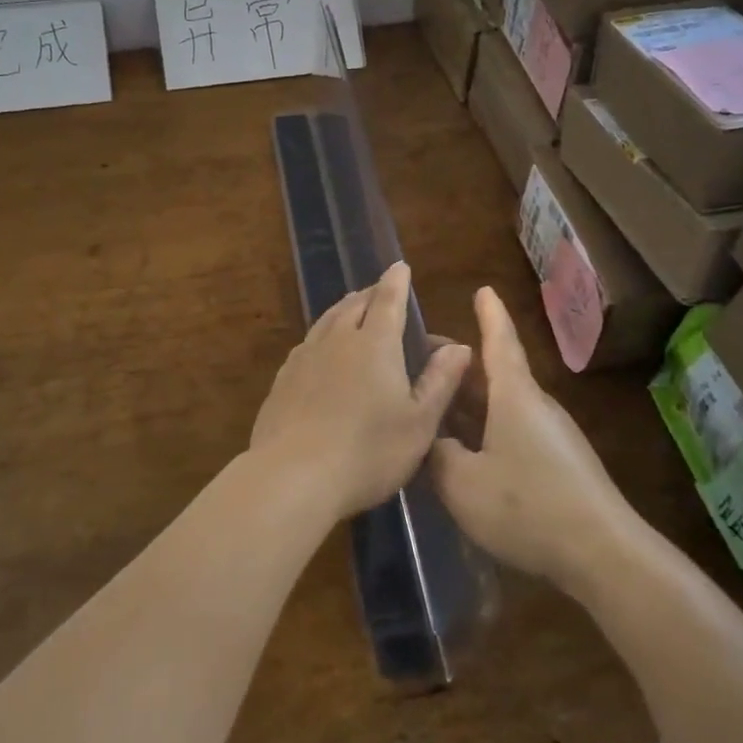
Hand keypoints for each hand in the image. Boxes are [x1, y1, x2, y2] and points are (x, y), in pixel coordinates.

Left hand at [250, 262, 471, 521]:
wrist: (293, 476)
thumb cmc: (368, 452)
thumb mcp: (418, 423)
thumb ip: (440, 382)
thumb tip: (459, 347)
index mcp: (375, 344)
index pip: (388, 301)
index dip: (396, 282)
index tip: (400, 266)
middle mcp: (338, 340)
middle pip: (354, 305)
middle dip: (371, 293)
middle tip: (380, 290)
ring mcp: (305, 358)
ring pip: (327, 320)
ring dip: (344, 308)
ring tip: (352, 307)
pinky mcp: (283, 379)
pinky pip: (307, 343)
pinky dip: (321, 334)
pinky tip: (320, 347)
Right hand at [429, 287, 638, 588]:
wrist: (603, 554)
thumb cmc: (528, 505)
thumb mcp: (463, 483)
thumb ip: (438, 455)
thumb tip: (434, 440)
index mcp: (514, 396)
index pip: (499, 342)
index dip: (489, 315)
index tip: (483, 289)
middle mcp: (535, 406)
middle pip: (494, 374)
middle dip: (459, 365)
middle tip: (422, 361)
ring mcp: (550, 436)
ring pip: (501, 406)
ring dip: (469, 402)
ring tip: (434, 407)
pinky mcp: (558, 464)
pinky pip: (512, 432)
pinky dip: (484, 429)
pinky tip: (464, 454)